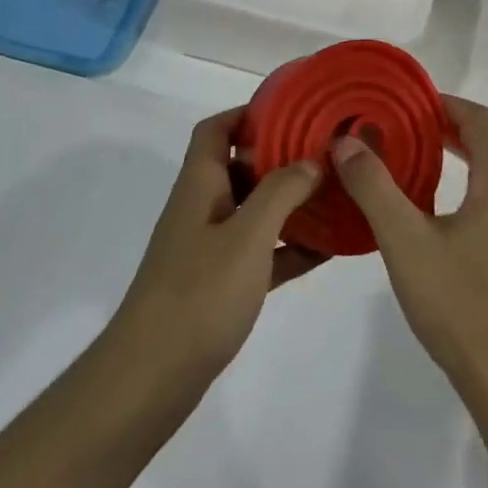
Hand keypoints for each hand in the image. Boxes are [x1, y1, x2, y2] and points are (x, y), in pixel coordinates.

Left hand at [106, 109, 328, 400]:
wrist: (152, 376)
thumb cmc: (199, 294)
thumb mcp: (247, 236)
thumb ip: (280, 192)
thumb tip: (310, 161)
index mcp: (199, 185)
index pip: (216, 130)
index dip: (248, 114)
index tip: (292, 112)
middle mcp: (202, 208)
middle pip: (239, 167)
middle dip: (280, 158)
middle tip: (326, 155)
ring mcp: (208, 248)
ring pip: (253, 211)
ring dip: (289, 203)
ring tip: (334, 197)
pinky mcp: (219, 284)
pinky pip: (260, 253)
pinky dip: (288, 248)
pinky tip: (326, 250)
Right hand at [332, 96, 487, 408]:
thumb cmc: (460, 305)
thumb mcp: (404, 242)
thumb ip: (374, 187)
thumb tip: (348, 141)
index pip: (485, 124)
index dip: (452, 106)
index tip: (419, 105)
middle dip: (484, 129)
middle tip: (442, 133)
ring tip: (450, 171)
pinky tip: (463, 223)